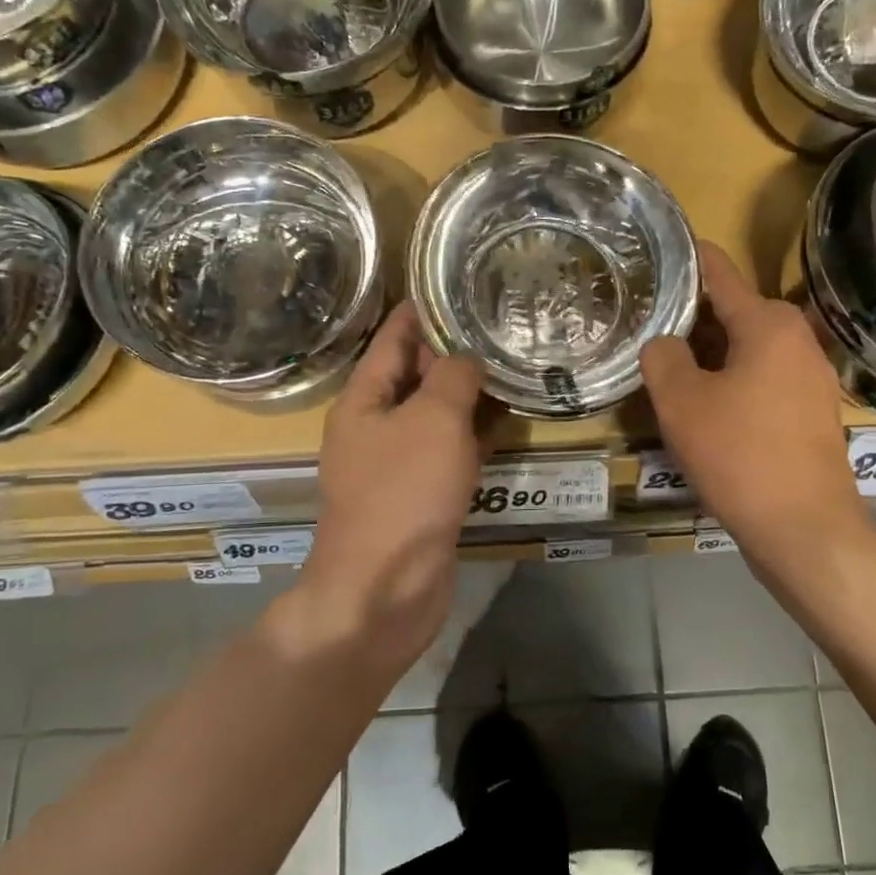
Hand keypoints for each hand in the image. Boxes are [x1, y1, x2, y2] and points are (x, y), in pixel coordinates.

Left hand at [301, 303, 486, 671]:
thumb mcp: (432, 420)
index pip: (393, 337)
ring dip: (468, 394)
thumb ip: (452, 377)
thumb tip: (466, 356)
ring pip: (436, 415)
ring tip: (511, 365)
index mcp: (364, 399)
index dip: (422, 309)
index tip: (457, 283)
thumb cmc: (403, 493)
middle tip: (500, 324)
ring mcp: (397, 464)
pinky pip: (449, 452)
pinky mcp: (421, 496)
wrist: (384, 590)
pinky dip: (475, 437)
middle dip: (453, 350)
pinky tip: (508, 423)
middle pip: (415, 375)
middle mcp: (376, 426)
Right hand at [642, 243, 875, 570]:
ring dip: (712, 353)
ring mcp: (812, 377)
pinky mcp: (812, 412)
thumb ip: (663, 357)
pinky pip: (764, 378)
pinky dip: (734, 379)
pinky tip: (706, 405)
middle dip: (693, 316)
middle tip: (648, 324)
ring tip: (670, 365)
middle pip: (735, 311)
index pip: (720, 273)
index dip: (689, 260)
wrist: (805, 529)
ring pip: (749, 348)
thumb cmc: (740, 455)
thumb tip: (665, 342)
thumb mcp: (682, 402)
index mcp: (769, 324)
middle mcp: (798, 340)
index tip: (662, 250)